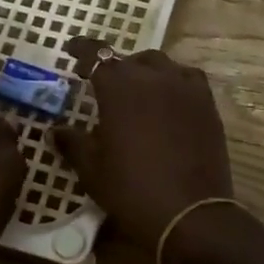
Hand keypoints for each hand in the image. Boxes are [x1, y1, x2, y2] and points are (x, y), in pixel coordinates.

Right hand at [54, 39, 233, 244]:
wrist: (189, 213)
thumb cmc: (132, 189)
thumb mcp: (92, 169)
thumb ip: (73, 143)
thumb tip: (56, 130)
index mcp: (120, 87)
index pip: (96, 55)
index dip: (82, 50)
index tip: (71, 51)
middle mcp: (154, 77)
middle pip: (130, 60)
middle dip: (115, 67)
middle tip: (105, 83)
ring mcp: (185, 88)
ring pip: (162, 65)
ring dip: (145, 71)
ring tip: (138, 89)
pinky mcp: (207, 104)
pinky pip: (188, 79)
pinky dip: (174, 82)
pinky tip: (169, 99)